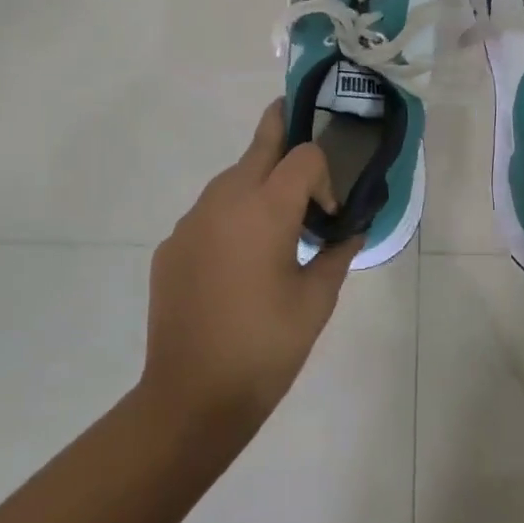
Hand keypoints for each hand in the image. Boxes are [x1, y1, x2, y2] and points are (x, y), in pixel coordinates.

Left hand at [140, 102, 360, 438]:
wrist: (189, 399)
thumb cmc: (265, 347)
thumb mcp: (316, 301)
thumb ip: (337, 253)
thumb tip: (352, 230)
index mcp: (265, 208)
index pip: (303, 155)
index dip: (324, 176)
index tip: (328, 216)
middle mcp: (224, 200)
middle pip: (260, 145)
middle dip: (282, 130)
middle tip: (300, 123)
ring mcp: (191, 221)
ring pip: (231, 178)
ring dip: (257, 183)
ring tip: (274, 223)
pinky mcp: (171, 245)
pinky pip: (208, 214)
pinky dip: (229, 218)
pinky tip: (236, 262)